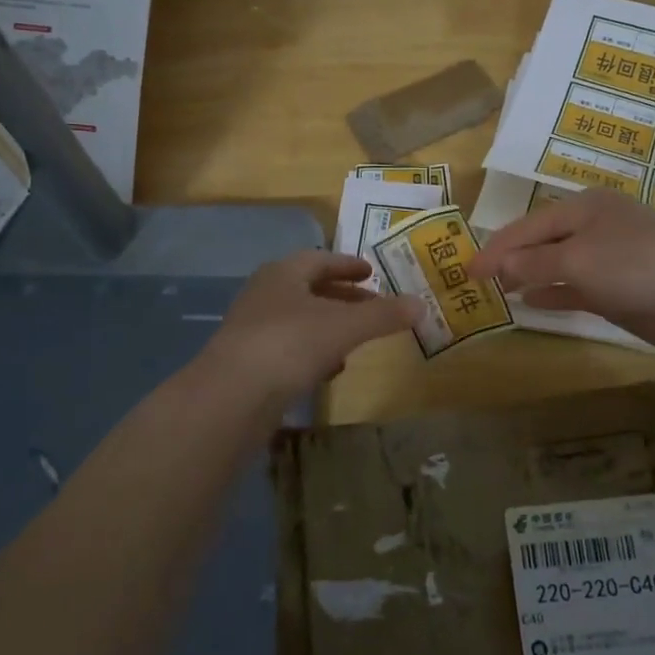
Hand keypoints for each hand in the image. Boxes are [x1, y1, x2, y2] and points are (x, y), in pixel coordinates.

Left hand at [199, 251, 422, 401]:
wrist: (232, 395)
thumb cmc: (290, 343)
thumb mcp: (345, 326)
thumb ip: (384, 315)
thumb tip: (422, 304)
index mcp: (284, 273)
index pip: (320, 260)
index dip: (348, 265)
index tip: (372, 273)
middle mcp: (265, 295)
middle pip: (310, 290)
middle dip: (343, 298)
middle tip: (373, 306)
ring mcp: (254, 330)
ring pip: (300, 321)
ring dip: (329, 327)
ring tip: (358, 339)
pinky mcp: (250, 363)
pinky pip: (289, 350)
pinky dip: (314, 353)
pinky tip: (330, 370)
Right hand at [469, 188, 654, 355]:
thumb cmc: (634, 264)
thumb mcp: (577, 260)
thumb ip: (534, 264)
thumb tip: (498, 266)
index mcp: (582, 208)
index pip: (527, 226)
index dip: (496, 247)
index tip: (467, 269)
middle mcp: (593, 228)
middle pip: (541, 242)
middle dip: (510, 259)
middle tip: (477, 280)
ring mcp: (608, 259)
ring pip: (556, 266)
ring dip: (528, 277)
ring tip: (497, 290)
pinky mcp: (618, 289)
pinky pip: (574, 288)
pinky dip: (552, 293)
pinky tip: (529, 302)